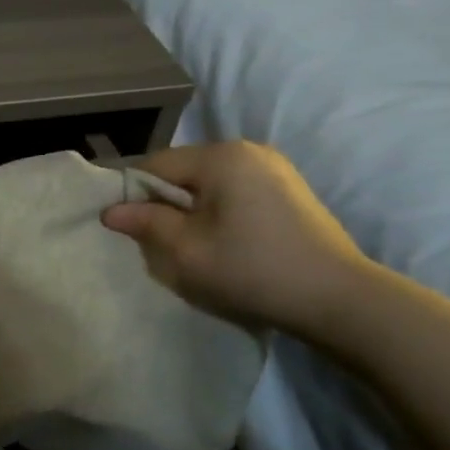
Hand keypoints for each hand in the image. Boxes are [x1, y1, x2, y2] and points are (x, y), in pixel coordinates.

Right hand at [101, 141, 369, 336]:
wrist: (339, 299)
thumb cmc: (253, 269)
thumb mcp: (187, 250)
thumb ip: (146, 223)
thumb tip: (110, 211)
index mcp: (221, 156)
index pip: (156, 165)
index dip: (135, 194)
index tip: (129, 227)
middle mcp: (248, 150)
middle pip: (183, 170)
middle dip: (166, 202)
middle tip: (160, 241)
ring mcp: (274, 167)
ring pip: (209, 181)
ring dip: (192, 208)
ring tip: (194, 244)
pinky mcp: (289, 188)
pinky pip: (235, 189)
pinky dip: (219, 210)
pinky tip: (226, 240)